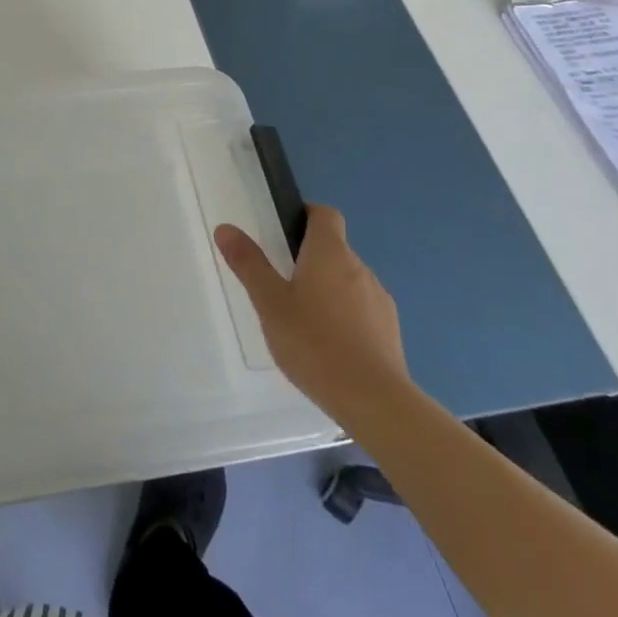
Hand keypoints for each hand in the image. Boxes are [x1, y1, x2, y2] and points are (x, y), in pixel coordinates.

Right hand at [215, 207, 410, 425]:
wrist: (375, 402)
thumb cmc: (314, 343)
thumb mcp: (270, 302)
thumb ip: (249, 264)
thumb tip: (226, 228)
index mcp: (330, 253)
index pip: (325, 214)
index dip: (306, 216)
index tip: (284, 233)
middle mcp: (359, 268)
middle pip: (335, 249)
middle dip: (310, 259)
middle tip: (282, 284)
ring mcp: (380, 300)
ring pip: (348, 281)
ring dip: (328, 289)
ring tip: (303, 321)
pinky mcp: (391, 331)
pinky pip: (363, 310)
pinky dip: (345, 316)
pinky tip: (328, 346)